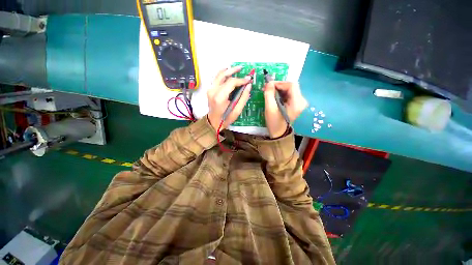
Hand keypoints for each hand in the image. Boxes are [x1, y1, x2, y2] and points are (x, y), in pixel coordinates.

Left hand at [207, 67, 251, 130]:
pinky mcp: (209, 90)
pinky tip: (226, 70)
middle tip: (242, 68)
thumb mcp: (237, 111)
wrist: (213, 122)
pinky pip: (215, 78)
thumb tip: (248, 86)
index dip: (241, 80)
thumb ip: (243, 98)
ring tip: (236, 68)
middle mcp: (213, 91)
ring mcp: (210, 89)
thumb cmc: (226, 119)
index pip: (231, 82)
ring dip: (228, 70)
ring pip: (218, 75)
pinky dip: (221, 73)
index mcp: (220, 97)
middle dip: (234, 71)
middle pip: (224, 76)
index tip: (248, 80)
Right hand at [264, 81, 307, 137]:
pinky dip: (281, 93)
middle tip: (268, 88)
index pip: (291, 85)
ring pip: (289, 90)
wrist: (278, 133)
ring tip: (269, 92)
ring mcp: (299, 102)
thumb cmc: (274, 122)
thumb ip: (269, 94)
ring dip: (279, 89)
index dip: (279, 83)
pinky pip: (289, 94)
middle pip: (291, 86)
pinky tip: (274, 96)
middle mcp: (301, 101)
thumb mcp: (270, 108)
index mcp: (297, 102)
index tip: (269, 85)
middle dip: (278, 86)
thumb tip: (269, 83)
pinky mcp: (296, 104)